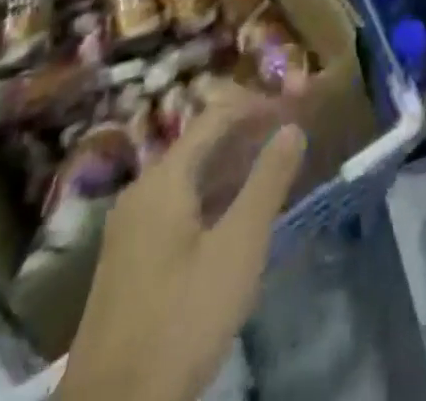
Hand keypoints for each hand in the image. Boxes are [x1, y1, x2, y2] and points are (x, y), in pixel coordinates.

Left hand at [59, 83, 306, 400]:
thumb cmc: (181, 319)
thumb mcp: (238, 248)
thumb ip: (268, 182)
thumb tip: (292, 127)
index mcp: (164, 179)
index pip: (215, 117)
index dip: (256, 106)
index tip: (295, 107)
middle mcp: (142, 192)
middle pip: (200, 144)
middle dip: (246, 136)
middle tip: (290, 139)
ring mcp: (130, 229)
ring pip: (189, 179)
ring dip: (231, 169)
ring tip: (273, 173)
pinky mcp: (129, 263)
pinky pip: (177, 208)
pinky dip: (211, 199)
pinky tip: (235, 220)